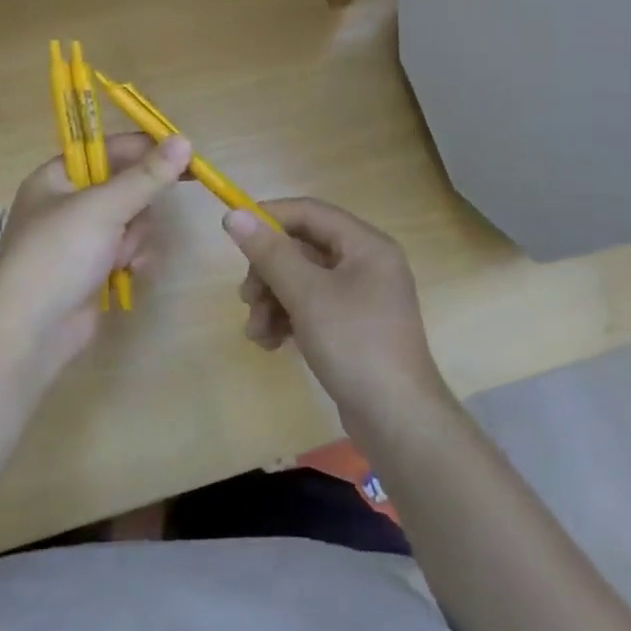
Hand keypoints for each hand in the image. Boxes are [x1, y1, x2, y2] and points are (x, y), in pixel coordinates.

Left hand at [0, 133, 191, 369]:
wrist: (32, 329)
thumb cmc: (60, 254)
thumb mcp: (105, 207)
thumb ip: (148, 175)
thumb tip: (185, 140)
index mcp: (55, 177)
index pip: (107, 149)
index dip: (145, 150)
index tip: (184, 155)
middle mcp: (65, 204)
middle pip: (124, 187)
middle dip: (136, 208)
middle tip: (137, 218)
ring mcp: (78, 239)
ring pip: (130, 221)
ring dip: (134, 238)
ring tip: (121, 257)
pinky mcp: (91, 269)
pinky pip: (125, 249)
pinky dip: (130, 258)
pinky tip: (128, 272)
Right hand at [222, 199, 448, 426]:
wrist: (397, 418)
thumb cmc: (354, 343)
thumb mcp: (306, 294)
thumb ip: (269, 252)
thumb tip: (234, 215)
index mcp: (365, 245)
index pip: (310, 212)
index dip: (270, 218)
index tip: (234, 235)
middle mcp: (366, 264)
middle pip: (302, 249)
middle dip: (268, 273)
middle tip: (247, 299)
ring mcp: (361, 297)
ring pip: (302, 281)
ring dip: (272, 301)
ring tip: (257, 332)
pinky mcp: (352, 327)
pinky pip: (311, 307)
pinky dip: (288, 319)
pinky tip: (272, 343)